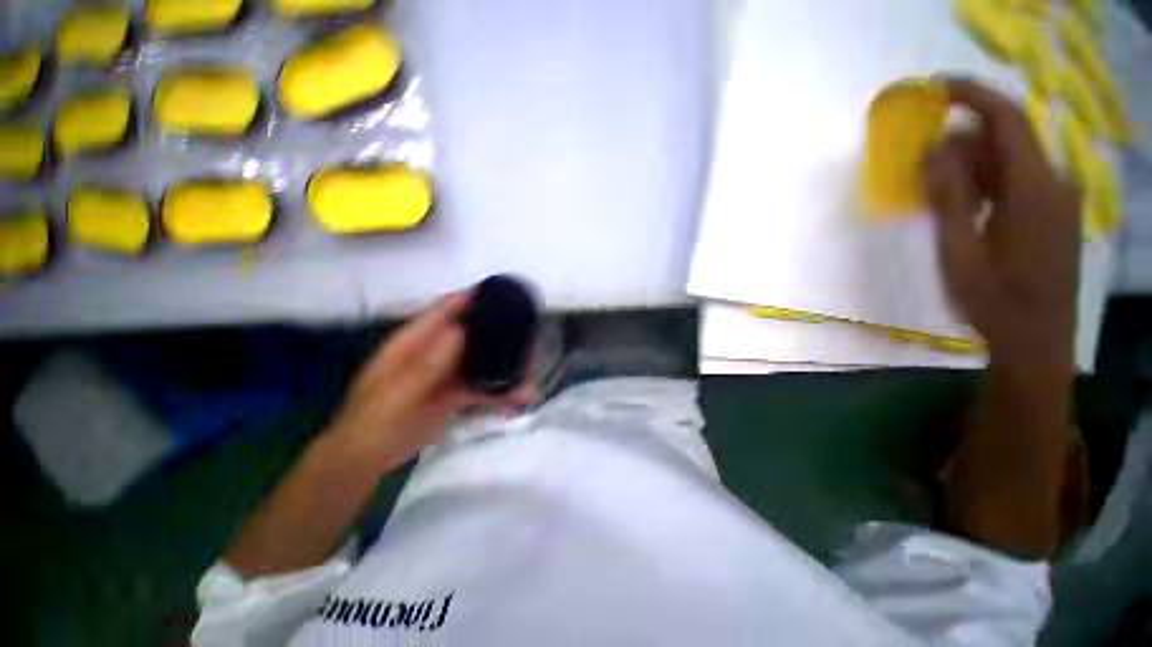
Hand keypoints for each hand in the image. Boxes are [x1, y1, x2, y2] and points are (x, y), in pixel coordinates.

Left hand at [328, 293, 537, 471]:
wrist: (367, 459)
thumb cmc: (373, 421)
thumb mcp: (397, 393)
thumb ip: (426, 364)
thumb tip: (459, 331)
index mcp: (414, 341)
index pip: (445, 309)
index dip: (472, 297)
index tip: (503, 293)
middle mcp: (434, 351)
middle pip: (471, 332)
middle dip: (498, 330)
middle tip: (530, 331)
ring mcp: (446, 373)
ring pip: (481, 360)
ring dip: (505, 363)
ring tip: (533, 365)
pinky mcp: (454, 393)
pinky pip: (482, 387)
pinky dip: (501, 391)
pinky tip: (521, 396)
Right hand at [922, 78, 1079, 372]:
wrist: (1036, 341)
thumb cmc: (994, 300)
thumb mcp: (959, 250)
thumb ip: (947, 196)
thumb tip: (932, 147)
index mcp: (1034, 189)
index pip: (1007, 119)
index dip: (972, 95)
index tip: (935, 89)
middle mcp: (1054, 183)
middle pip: (1008, 139)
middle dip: (964, 141)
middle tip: (922, 164)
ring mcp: (1058, 200)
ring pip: (1012, 161)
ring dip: (973, 165)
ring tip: (938, 193)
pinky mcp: (1054, 215)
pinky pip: (1019, 181)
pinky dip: (988, 182)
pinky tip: (966, 207)